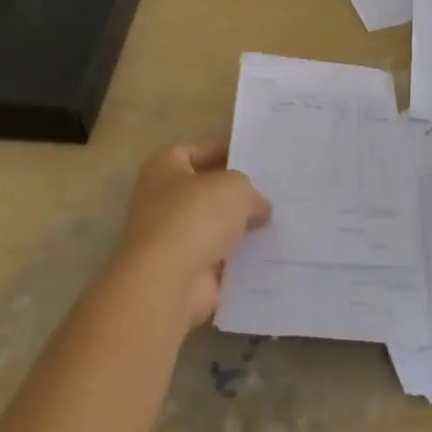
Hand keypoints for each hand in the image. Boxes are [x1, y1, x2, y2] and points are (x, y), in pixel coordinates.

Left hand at [113, 142, 271, 325]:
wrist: (168, 280)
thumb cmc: (196, 215)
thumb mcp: (236, 187)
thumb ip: (251, 193)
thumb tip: (259, 208)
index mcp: (163, 169)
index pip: (192, 151)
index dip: (220, 152)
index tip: (250, 160)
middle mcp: (158, 201)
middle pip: (201, 192)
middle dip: (230, 195)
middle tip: (266, 193)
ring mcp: (168, 240)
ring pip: (209, 228)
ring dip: (234, 230)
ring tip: (272, 224)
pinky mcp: (180, 273)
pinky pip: (214, 261)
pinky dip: (234, 261)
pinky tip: (264, 256)